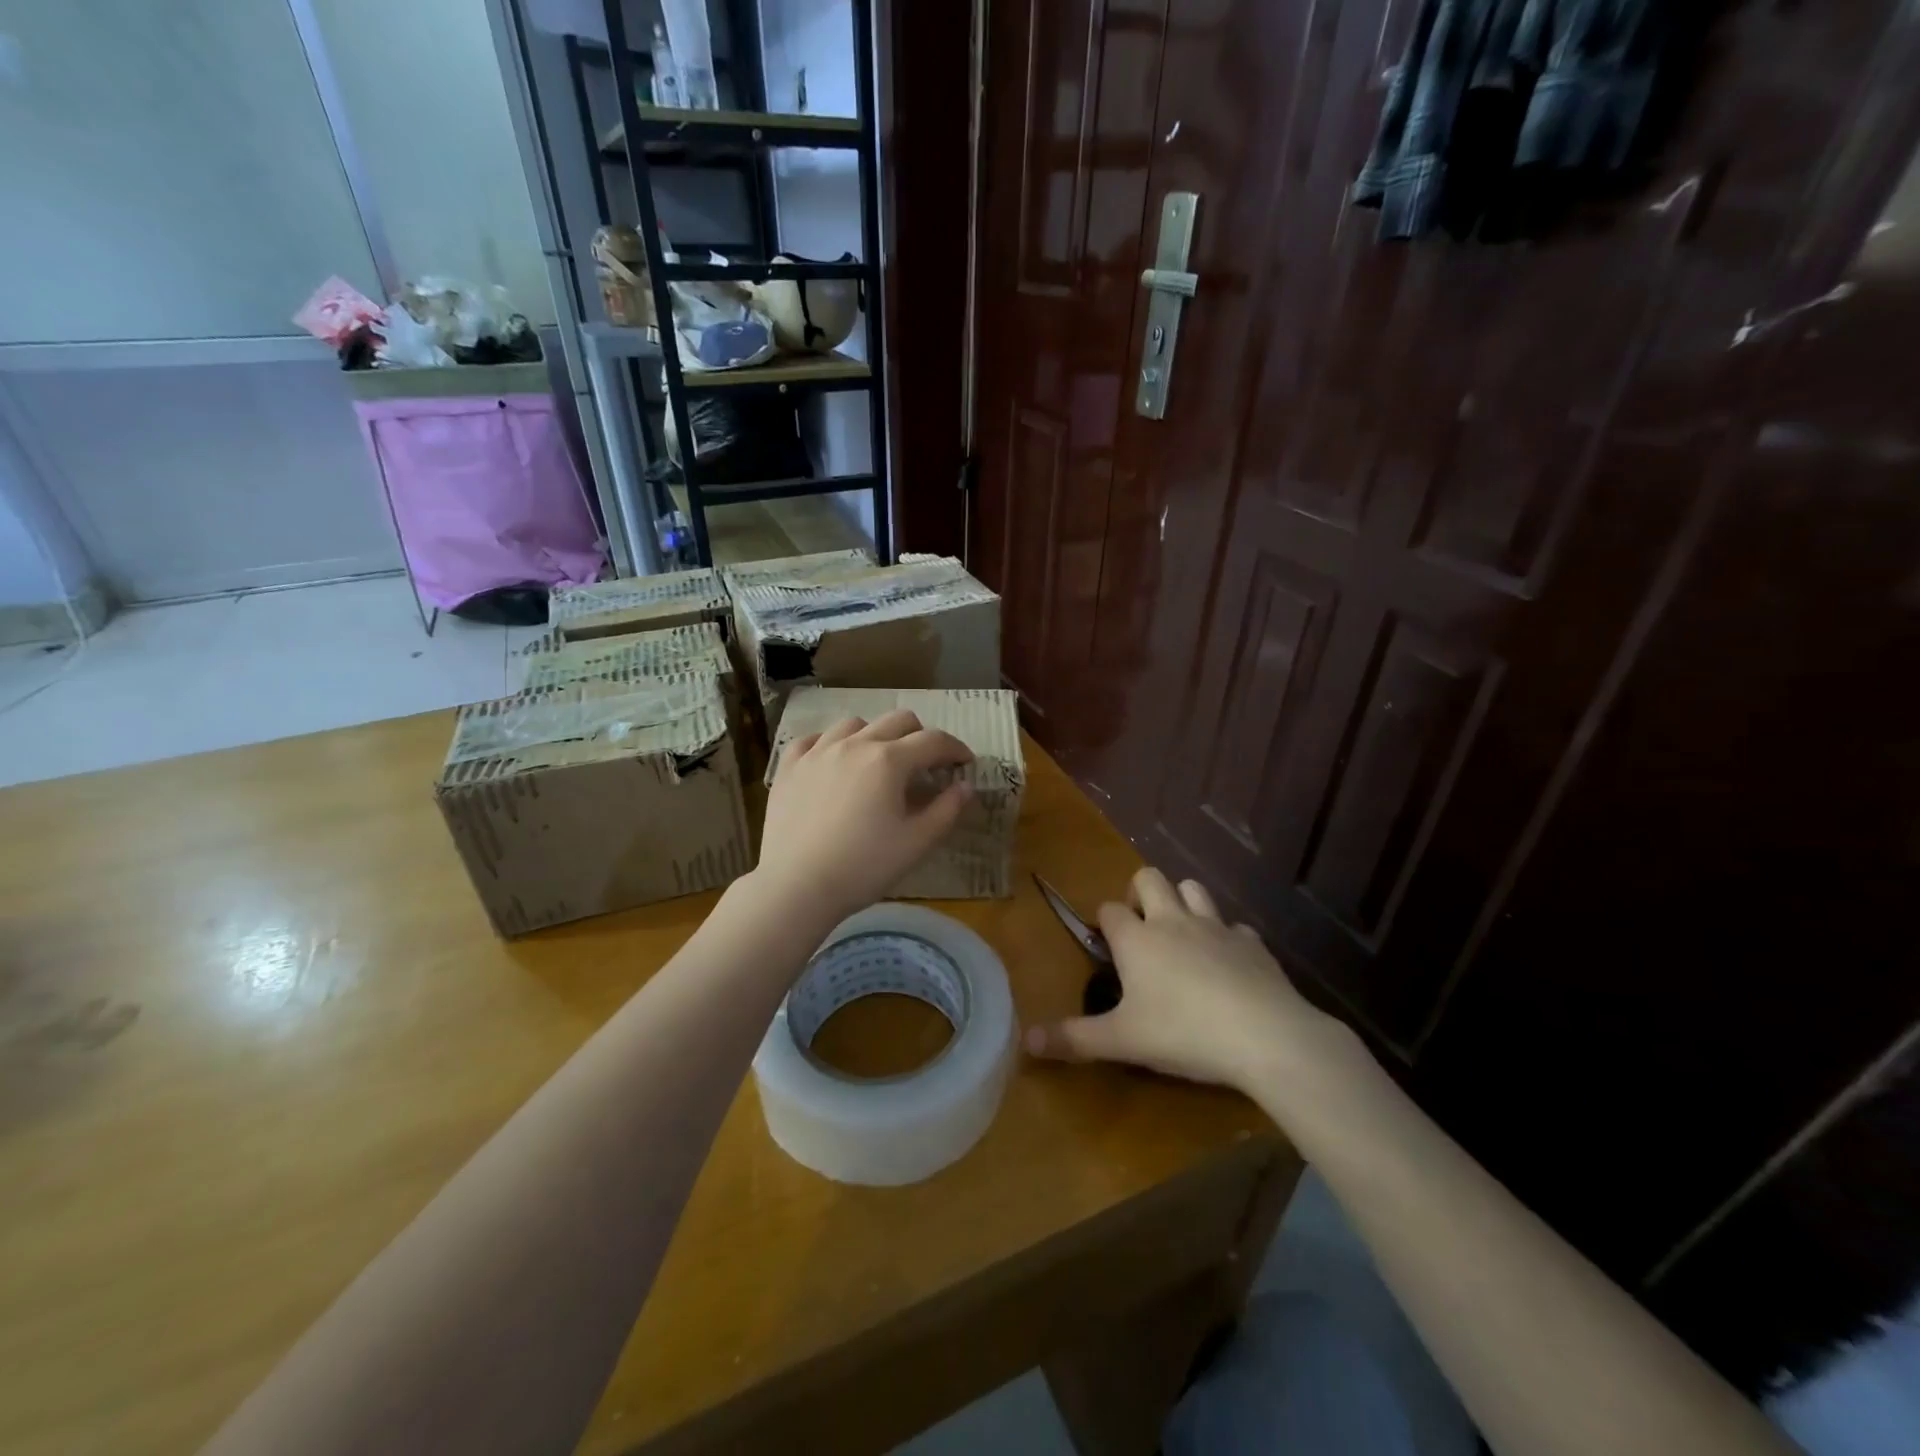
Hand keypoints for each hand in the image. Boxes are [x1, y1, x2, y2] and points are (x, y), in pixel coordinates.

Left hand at [755, 711, 973, 922]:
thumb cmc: (863, 867)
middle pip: (897, 720)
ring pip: (854, 724)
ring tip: (878, 761)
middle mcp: (854, 744)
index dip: (955, 749)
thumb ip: (947, 810)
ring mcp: (817, 752)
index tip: (965, 763)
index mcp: (889, 760)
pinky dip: (831, 744)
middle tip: (927, 763)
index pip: (933, 741)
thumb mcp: (916, 843)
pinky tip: (834, 762)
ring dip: (876, 735)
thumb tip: (965, 786)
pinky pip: (813, 739)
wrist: (796, 886)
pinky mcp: (789, 767)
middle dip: (920, 736)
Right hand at [1025, 867, 1353, 1093]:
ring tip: (1180, 934)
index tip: (1106, 943)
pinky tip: (1228, 964)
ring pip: (1193, 888)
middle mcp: (1172, 921)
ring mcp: (1216, 926)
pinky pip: (1235, 926)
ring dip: (1183, 901)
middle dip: (1140, 892)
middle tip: (1140, 927)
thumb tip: (1024, 1040)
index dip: (1105, 922)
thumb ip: (1073, 1038)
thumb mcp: (1122, 1041)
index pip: (1110, 910)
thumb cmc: (1183, 1033)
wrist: (1264, 1035)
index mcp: (1137, 939)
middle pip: (1150, 878)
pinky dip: (1227, 937)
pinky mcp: (1252, 943)